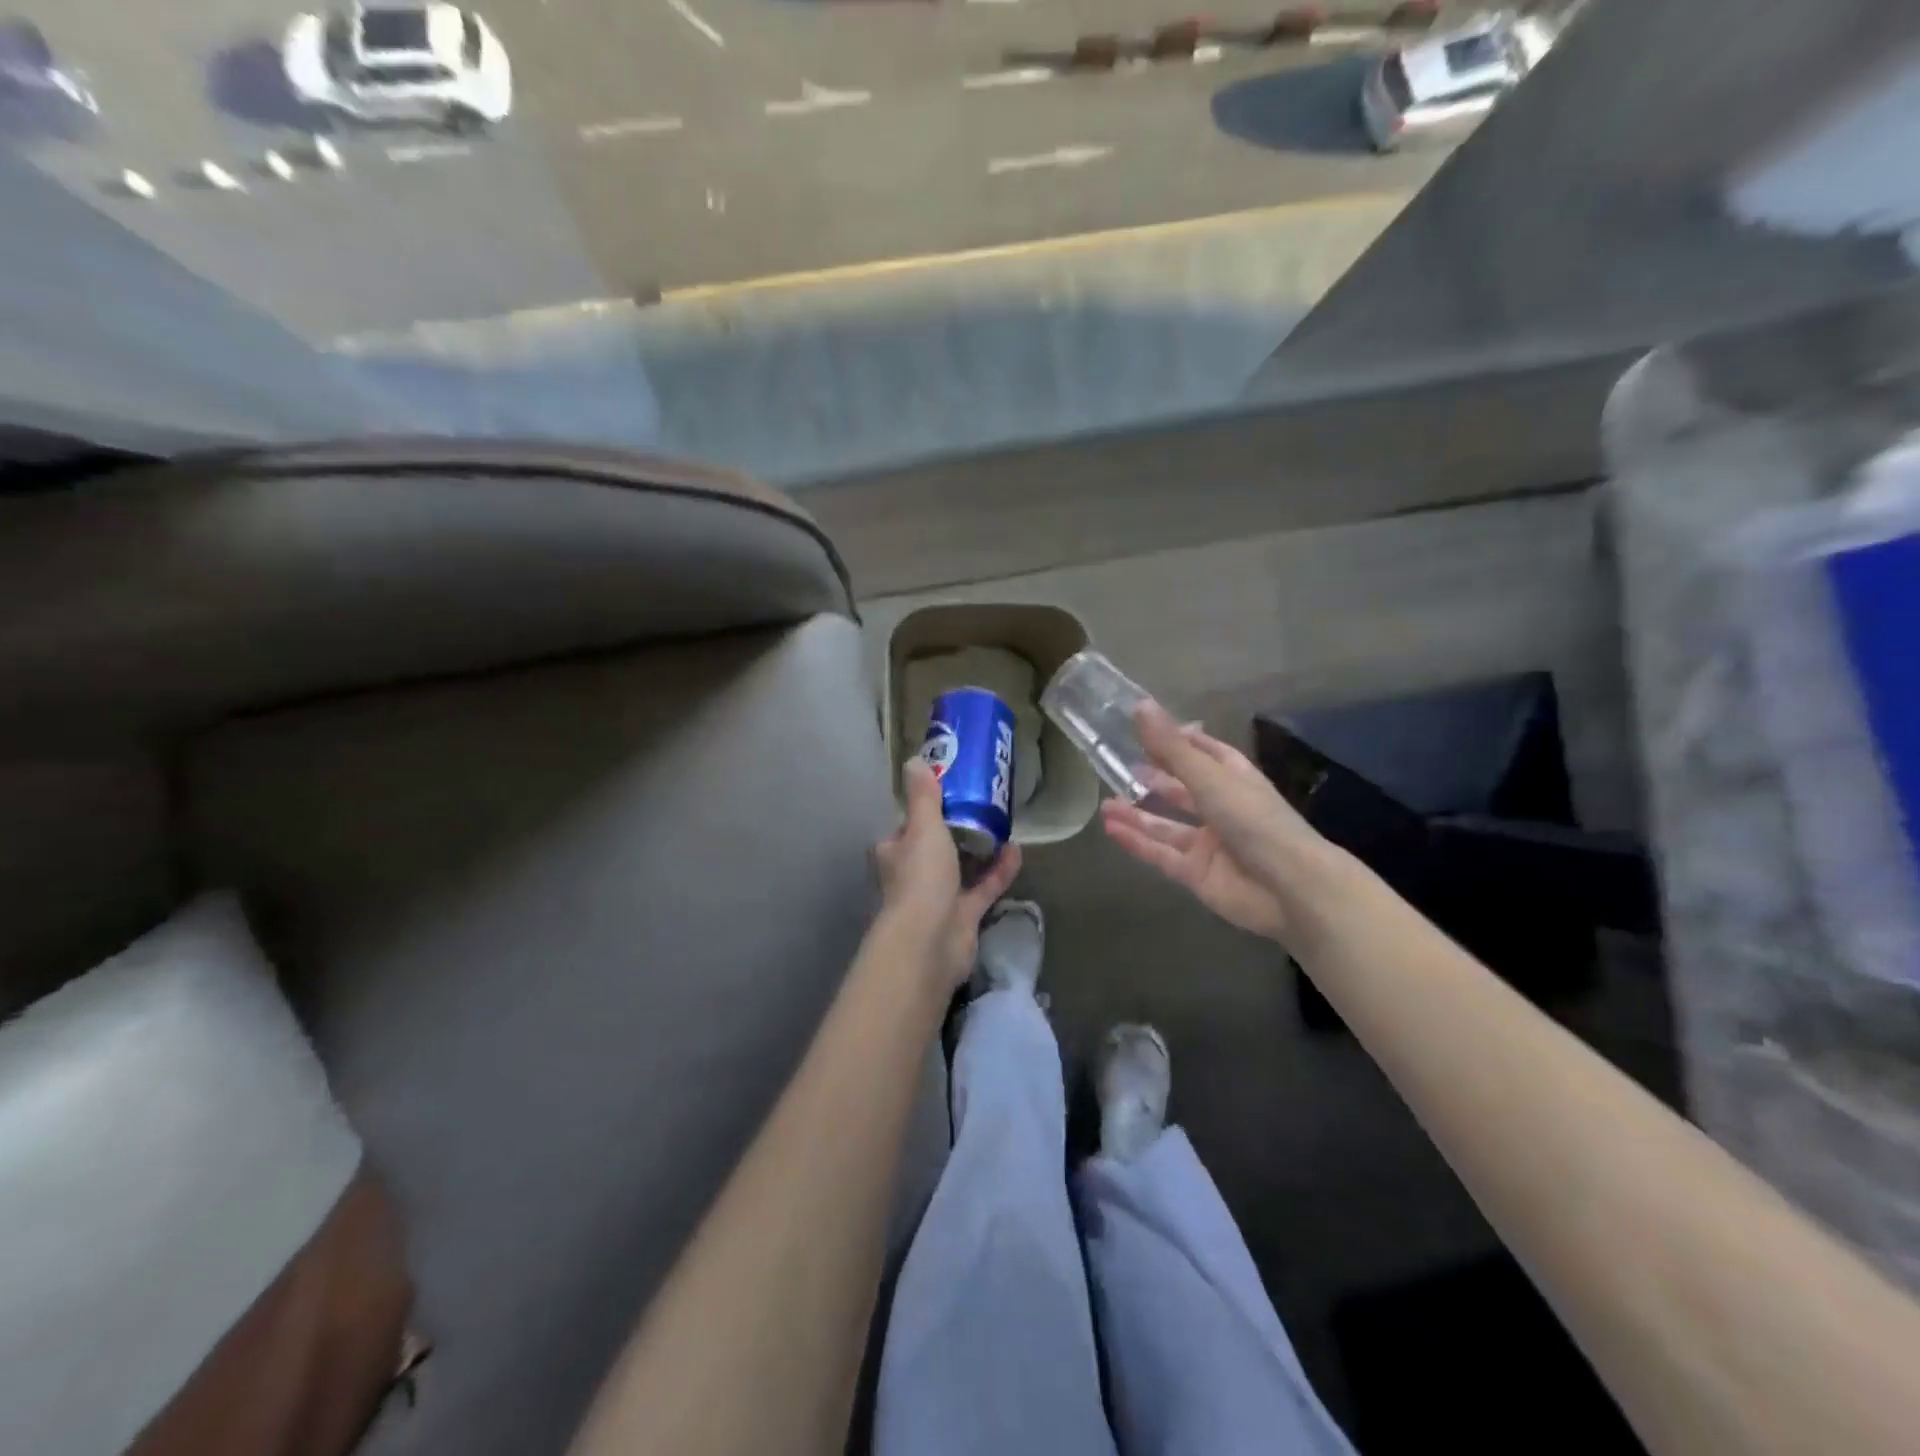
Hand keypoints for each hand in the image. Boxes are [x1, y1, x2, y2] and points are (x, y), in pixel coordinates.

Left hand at [876, 759, 1022, 988]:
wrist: (930, 942)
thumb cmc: (921, 877)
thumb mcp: (923, 826)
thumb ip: (923, 796)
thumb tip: (914, 760)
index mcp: (894, 852)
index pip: (906, 826)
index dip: (922, 811)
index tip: (946, 792)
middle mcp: (912, 875)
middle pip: (933, 847)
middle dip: (954, 830)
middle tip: (981, 804)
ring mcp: (938, 898)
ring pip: (959, 869)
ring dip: (978, 850)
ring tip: (1001, 824)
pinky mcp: (963, 917)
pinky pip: (983, 889)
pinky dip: (999, 872)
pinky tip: (1017, 852)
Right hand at [1100, 702, 1326, 946]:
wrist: (1290, 889)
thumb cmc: (1256, 821)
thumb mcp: (1210, 778)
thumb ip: (1171, 748)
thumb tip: (1139, 705)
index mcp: (1234, 778)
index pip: (1204, 751)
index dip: (1177, 740)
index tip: (1145, 729)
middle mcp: (1221, 807)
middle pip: (1182, 789)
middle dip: (1153, 779)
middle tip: (1117, 767)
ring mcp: (1209, 843)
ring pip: (1166, 825)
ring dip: (1137, 814)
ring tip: (1105, 804)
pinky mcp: (1196, 873)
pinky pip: (1161, 854)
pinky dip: (1137, 842)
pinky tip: (1111, 830)